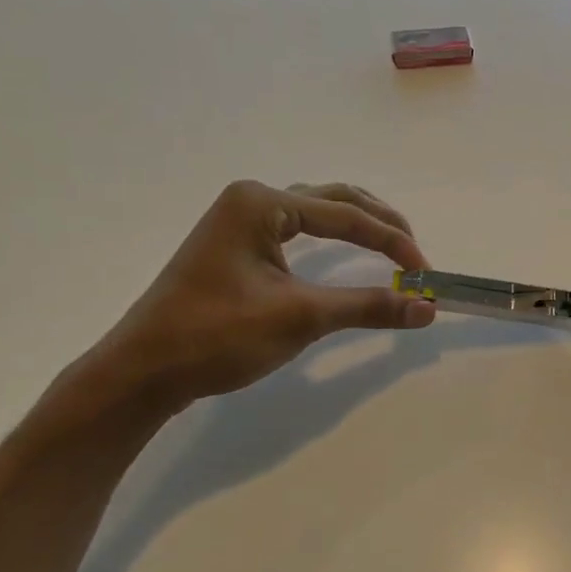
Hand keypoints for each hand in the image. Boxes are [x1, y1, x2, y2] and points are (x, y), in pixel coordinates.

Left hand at [84, 180, 434, 413]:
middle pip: (334, 199)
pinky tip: (347, 253)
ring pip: (316, 211)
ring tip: (392, 248)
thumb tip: (427, 308)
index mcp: (261, 203)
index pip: (346, 215)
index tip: (425, 272)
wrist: (143, 372)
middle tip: (415, 253)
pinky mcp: (237, 247)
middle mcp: (251, 201)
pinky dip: (333, 239)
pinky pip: (298, 230)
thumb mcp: (301, 317)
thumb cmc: (218, 336)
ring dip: (358, 226)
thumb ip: (369, 306)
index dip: (392, 242)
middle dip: (380, 224)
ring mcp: (240, 222)